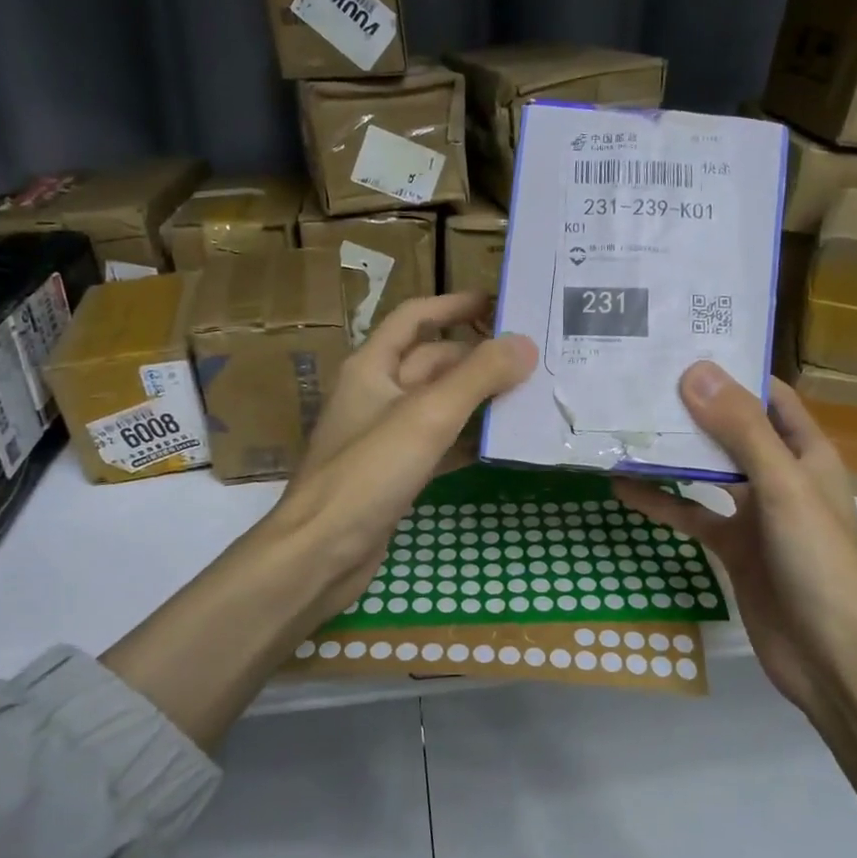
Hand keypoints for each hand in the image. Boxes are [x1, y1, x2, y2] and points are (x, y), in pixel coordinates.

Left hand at [281, 294, 536, 627]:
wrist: (321, 553)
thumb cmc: (368, 474)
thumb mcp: (426, 416)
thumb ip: (477, 377)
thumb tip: (525, 343)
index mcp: (371, 367)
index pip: (416, 317)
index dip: (455, 304)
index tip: (501, 304)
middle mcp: (376, 394)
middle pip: (433, 361)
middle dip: (478, 356)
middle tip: (534, 358)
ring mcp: (385, 436)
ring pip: (439, 404)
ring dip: (478, 398)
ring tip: (530, 394)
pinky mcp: (396, 473)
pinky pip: (439, 443)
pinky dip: (468, 438)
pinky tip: (503, 442)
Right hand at [613, 363, 856, 722]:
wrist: (832, 658)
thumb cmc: (819, 562)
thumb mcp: (782, 487)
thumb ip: (741, 430)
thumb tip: (694, 371)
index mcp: (806, 453)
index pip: (769, 396)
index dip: (732, 370)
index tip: (682, 346)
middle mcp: (780, 476)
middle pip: (731, 429)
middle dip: (691, 408)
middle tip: (638, 379)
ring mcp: (754, 513)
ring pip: (707, 472)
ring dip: (671, 454)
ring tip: (624, 426)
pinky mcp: (732, 547)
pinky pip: (691, 514)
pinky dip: (661, 502)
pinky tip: (624, 489)